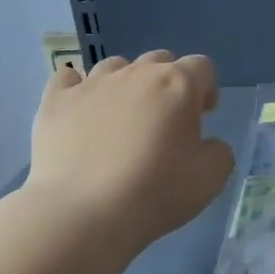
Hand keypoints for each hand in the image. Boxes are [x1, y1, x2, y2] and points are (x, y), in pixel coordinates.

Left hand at [27, 51, 234, 250]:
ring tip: (122, 118)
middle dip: (168, 83)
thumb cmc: (154, 192)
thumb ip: (219, 152)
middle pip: (159, 60)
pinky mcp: (56, 101)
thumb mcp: (210, 179)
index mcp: (178, 85)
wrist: (82, 213)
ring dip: (126, 84)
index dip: (206, 88)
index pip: (201, 67)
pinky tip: (80, 111)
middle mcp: (136, 73)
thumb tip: (208, 145)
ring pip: (116, 66)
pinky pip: (68, 79)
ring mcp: (92, 84)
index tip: (203, 116)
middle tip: (165, 120)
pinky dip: (78, 90)